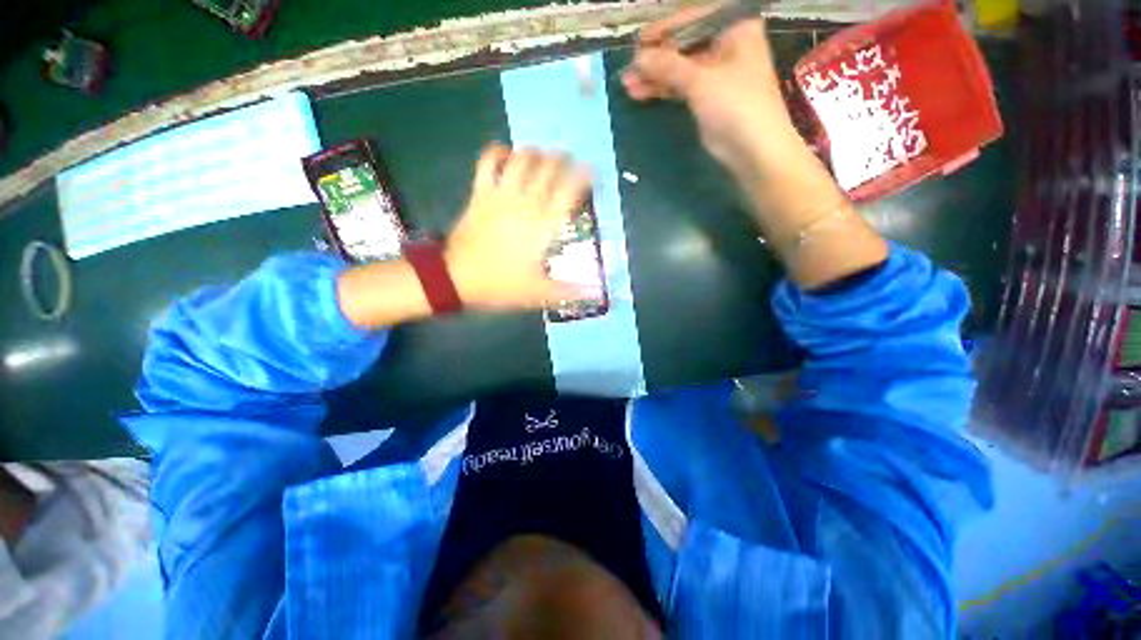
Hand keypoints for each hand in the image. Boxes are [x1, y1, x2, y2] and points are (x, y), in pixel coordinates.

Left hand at [445, 144, 593, 310]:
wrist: (456, 278)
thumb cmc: (500, 285)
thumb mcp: (538, 292)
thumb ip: (569, 290)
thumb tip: (597, 293)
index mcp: (543, 226)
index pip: (569, 191)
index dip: (583, 176)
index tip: (591, 171)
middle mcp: (525, 203)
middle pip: (548, 167)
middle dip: (563, 159)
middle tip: (569, 164)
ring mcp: (501, 195)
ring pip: (522, 158)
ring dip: (536, 153)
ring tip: (543, 159)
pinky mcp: (480, 193)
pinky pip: (488, 162)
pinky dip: (498, 152)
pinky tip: (507, 154)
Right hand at [622, 6, 887, 289]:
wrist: (763, 166)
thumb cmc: (743, 122)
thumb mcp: (704, 87)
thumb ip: (671, 67)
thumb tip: (639, 57)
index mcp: (739, 30)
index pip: (695, 12)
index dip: (666, 24)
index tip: (641, 40)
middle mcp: (732, 47)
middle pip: (687, 37)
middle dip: (657, 51)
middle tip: (629, 67)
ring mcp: (722, 76)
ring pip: (683, 63)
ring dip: (656, 73)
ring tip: (630, 86)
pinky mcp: (714, 102)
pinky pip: (684, 85)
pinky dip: (664, 89)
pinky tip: (645, 95)